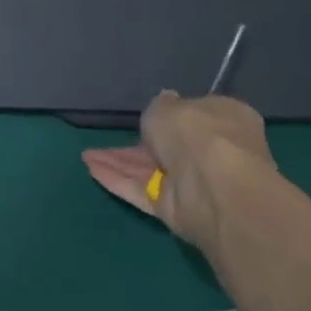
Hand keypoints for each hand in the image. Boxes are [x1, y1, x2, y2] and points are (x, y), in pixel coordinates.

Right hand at [81, 91, 274, 251]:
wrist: (213, 186)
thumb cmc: (195, 132)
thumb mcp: (167, 105)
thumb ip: (162, 104)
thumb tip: (167, 101)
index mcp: (224, 120)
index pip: (196, 115)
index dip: (171, 114)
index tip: (147, 114)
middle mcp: (213, 152)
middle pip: (168, 146)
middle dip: (137, 144)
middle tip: (108, 139)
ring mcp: (195, 183)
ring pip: (151, 170)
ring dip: (119, 161)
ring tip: (86, 155)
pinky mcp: (176, 209)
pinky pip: (142, 190)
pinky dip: (118, 180)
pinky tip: (91, 169)